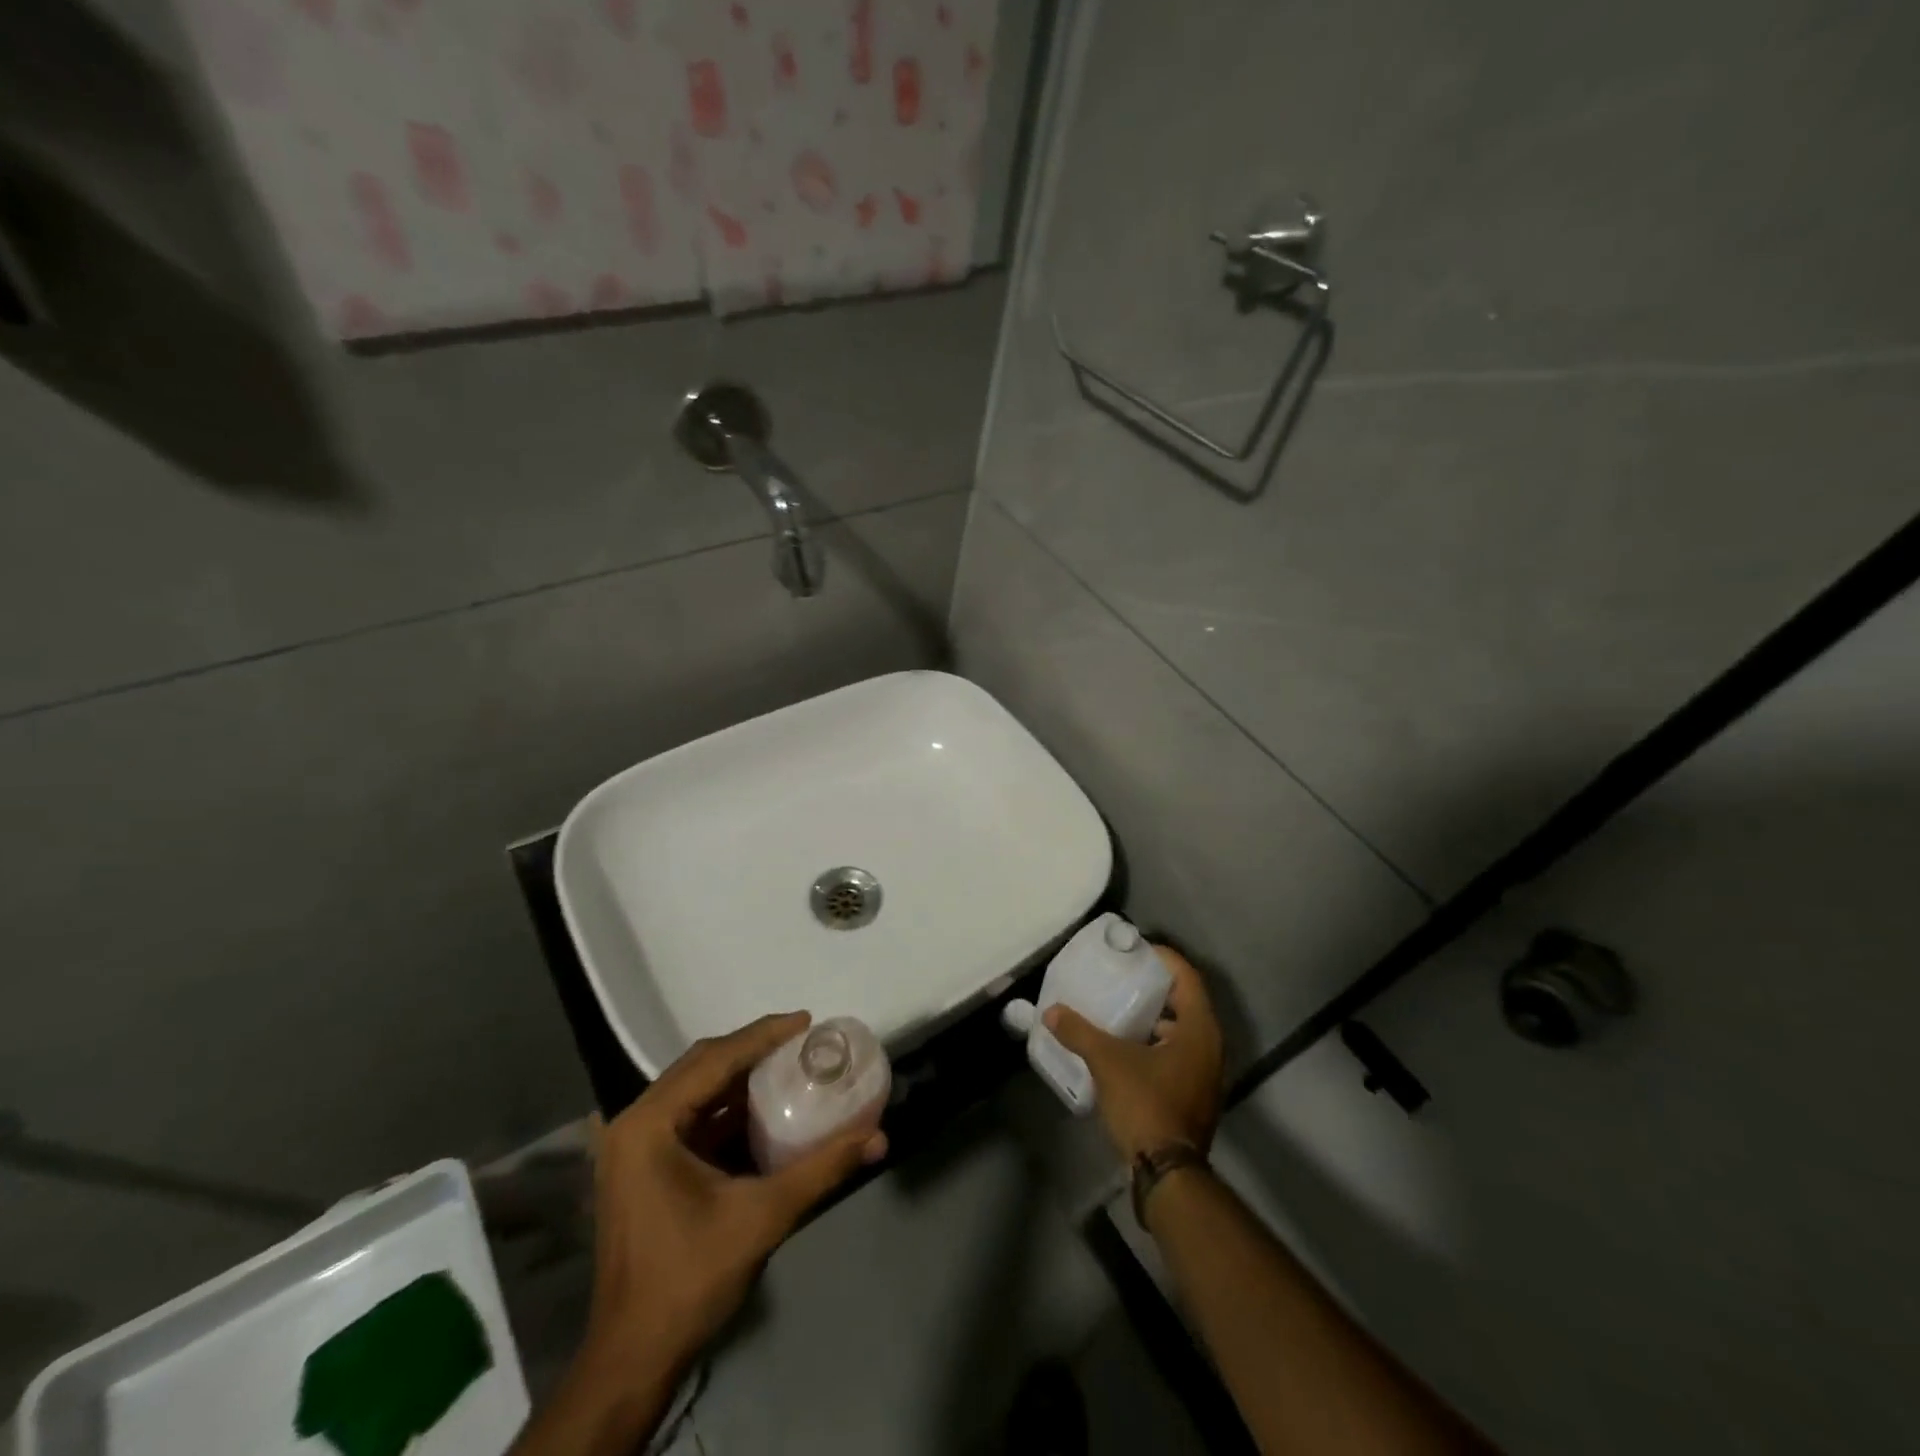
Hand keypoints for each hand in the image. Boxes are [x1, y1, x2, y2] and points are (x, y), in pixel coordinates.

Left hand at [582, 1012, 887, 1369]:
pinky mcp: (643, 1168)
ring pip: (695, 1090)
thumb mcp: (762, 1217)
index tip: (806, 1021)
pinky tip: (763, 1108)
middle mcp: (635, 1124)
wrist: (633, 1359)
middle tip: (800, 1039)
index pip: (714, 1060)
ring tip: (788, 1064)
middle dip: (752, 1049)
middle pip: (701, 1066)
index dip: (762, 1036)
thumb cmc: (689, 1279)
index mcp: (649, 1124)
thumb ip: (822, 1170)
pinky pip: (691, 1118)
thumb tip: (878, 1136)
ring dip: (740, 1076)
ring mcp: (634, 1147)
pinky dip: (727, 1107)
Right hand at [1044, 945, 1223, 1162]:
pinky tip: (1124, 1045)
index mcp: (1199, 1029)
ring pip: (1181, 1030)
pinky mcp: (1194, 1094)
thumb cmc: (1146, 1104)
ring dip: (1153, 1017)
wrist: (1168, 1173)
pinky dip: (1154, 1042)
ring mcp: (1205, 1073)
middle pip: (1185, 1001)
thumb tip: (1051, 1012)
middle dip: (1154, 987)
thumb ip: (1079, 1032)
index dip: (1163, 958)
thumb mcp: (1108, 1062)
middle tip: (1122, 975)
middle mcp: (1210, 1046)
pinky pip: (1176, 1053)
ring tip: (1118, 1007)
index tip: (1134, 949)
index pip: (1187, 977)